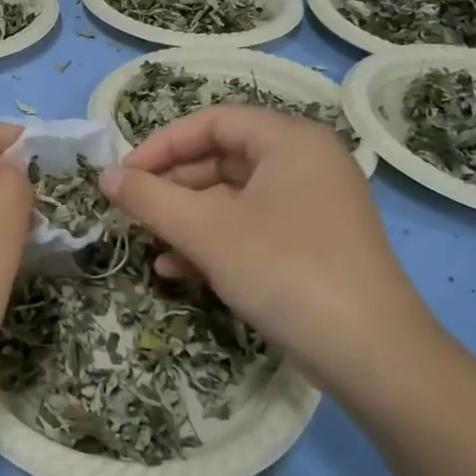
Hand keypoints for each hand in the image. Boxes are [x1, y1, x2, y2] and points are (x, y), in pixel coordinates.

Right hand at [101, 107, 440, 398]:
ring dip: (186, 219)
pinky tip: (176, 271)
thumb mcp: (208, 232)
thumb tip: (105, 176)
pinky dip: (213, 243)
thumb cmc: (285, 270)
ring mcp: (311, 206)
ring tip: (148, 242)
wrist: (370, 353)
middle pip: (222, 159)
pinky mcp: (310, 245)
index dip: (161, 144)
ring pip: (233, 199)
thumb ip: (150, 199)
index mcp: (290, 141)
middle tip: (131, 210)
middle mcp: (305, 163)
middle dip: (172, 186)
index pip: (212, 121)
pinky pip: (251, 229)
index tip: (123, 175)